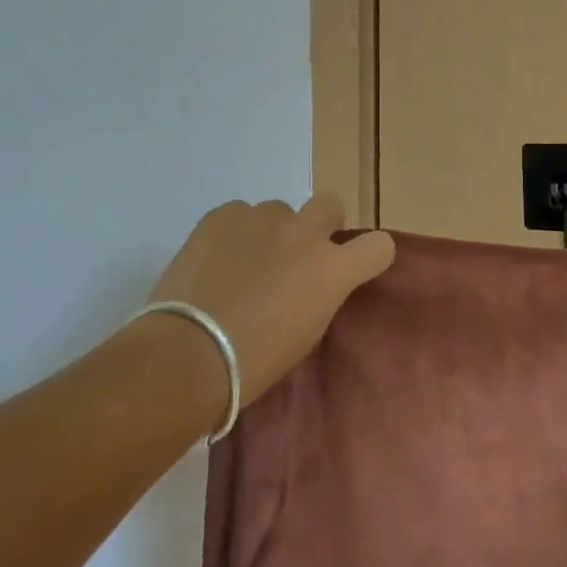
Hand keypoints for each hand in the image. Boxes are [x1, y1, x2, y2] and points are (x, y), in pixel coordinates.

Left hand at [145, 193, 394, 407]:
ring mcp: (263, 219)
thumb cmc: (253, 362)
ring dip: (270, 232)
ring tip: (242, 263)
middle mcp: (305, 234)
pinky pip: (238, 215)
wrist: (187, 354)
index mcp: (333, 271)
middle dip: (319, 224)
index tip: (354, 267)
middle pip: (330, 204)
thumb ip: (319, 294)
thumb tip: (311, 282)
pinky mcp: (223, 215)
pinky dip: (233, 233)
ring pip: (278, 211)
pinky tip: (214, 261)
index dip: (369, 255)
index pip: (379, 246)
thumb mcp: (306, 332)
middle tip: (296, 254)